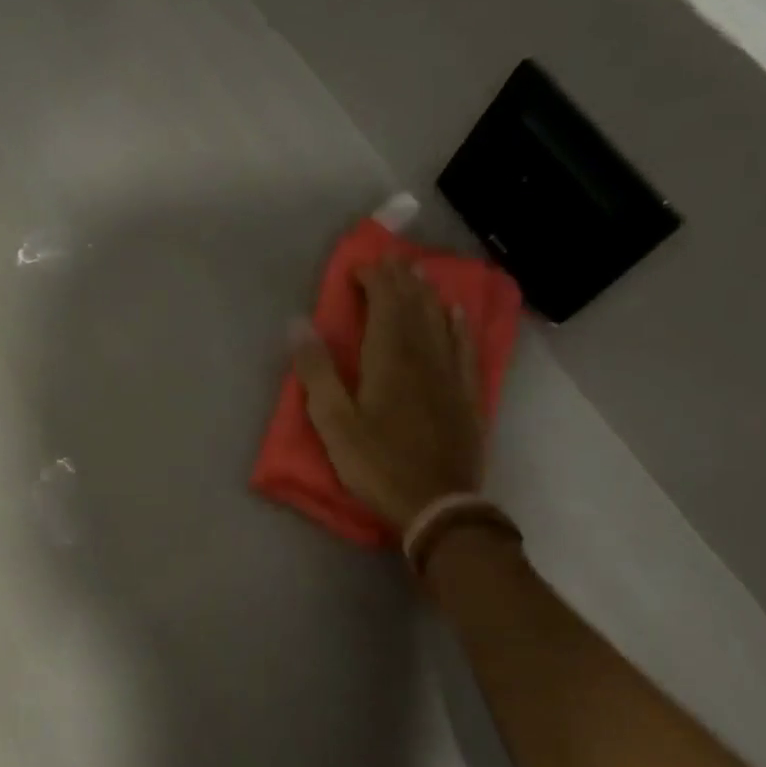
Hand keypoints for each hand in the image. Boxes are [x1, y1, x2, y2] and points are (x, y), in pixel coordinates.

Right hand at [291, 257, 486, 528]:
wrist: (438, 505)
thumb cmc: (378, 465)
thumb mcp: (334, 423)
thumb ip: (316, 371)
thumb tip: (298, 323)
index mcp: (388, 360)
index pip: (385, 303)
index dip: (374, 279)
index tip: (358, 267)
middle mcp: (424, 356)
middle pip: (414, 306)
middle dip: (400, 279)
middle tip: (389, 261)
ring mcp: (450, 374)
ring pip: (440, 321)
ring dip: (427, 294)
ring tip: (418, 274)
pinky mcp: (466, 395)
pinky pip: (465, 348)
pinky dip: (459, 326)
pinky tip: (456, 314)